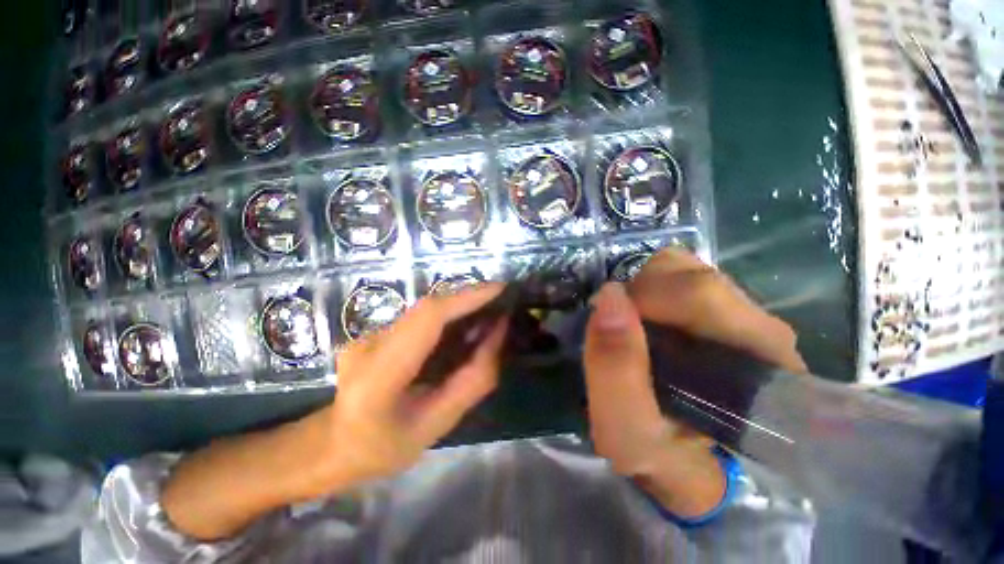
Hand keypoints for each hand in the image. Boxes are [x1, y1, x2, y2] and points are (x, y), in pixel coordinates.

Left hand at [318, 284, 507, 487]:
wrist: (331, 445)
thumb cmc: (383, 448)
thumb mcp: (437, 425)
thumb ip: (472, 381)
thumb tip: (497, 336)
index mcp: (379, 376)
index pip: (428, 319)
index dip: (466, 298)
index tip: (500, 289)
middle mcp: (369, 345)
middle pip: (428, 307)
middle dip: (468, 298)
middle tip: (500, 301)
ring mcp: (367, 334)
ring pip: (424, 310)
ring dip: (459, 306)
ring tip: (488, 313)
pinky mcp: (374, 332)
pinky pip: (419, 318)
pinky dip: (446, 316)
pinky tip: (462, 327)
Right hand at [583, 249, 804, 517]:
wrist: (687, 465)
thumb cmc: (662, 457)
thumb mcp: (626, 432)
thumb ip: (614, 370)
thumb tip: (609, 295)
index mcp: (758, 362)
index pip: (697, 292)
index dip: (640, 301)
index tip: (611, 330)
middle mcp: (762, 327)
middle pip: (689, 273)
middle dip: (638, 296)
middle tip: (620, 333)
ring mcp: (744, 314)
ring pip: (681, 269)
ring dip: (643, 292)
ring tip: (634, 331)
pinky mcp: (723, 310)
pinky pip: (677, 276)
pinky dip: (649, 291)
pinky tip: (645, 324)